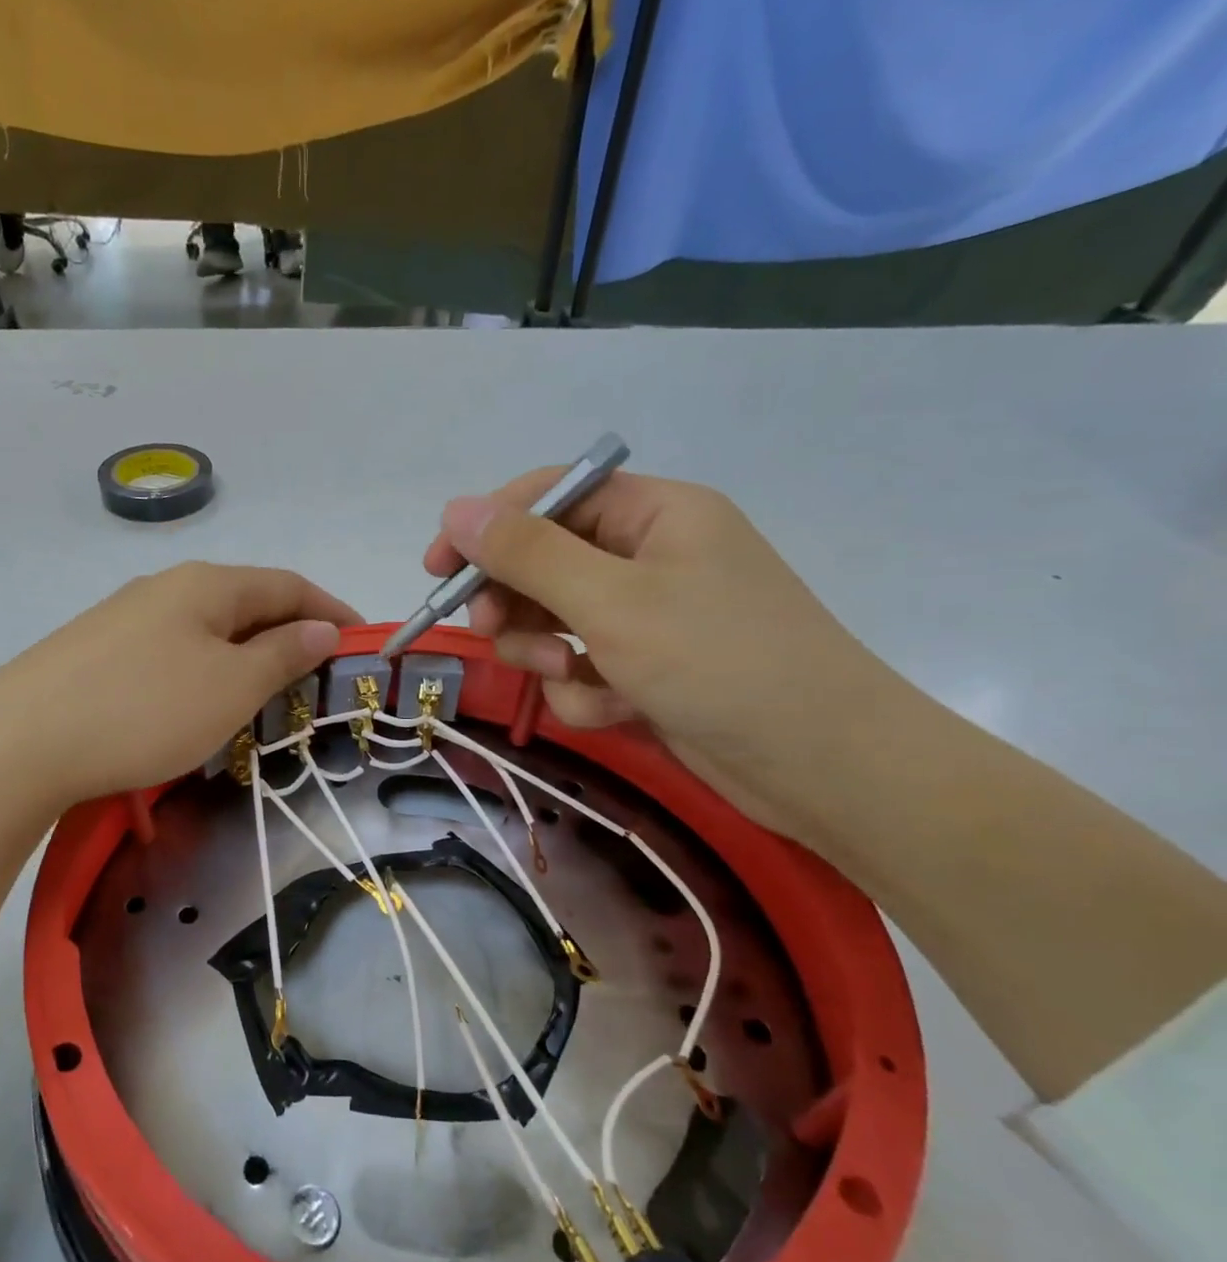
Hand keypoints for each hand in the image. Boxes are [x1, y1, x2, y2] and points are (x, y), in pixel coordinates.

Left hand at [0, 562, 358, 805]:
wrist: (20, 742)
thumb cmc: (144, 710)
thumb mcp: (229, 686)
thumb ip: (280, 654)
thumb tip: (320, 628)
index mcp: (206, 585)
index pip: (288, 584)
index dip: (331, 610)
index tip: (362, 643)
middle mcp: (165, 588)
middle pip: (246, 602)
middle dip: (290, 633)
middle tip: (319, 677)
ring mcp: (124, 618)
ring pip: (206, 629)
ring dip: (246, 654)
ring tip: (267, 695)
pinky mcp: (96, 652)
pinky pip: (171, 652)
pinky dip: (205, 671)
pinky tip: (199, 702)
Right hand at [425, 470, 902, 831]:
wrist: (823, 765)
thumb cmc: (720, 663)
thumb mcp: (612, 602)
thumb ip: (528, 554)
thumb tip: (454, 510)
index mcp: (654, 514)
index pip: (549, 496)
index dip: (487, 527)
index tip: (437, 570)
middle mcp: (649, 556)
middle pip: (544, 562)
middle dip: (517, 602)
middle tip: (496, 631)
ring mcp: (648, 616)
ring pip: (555, 622)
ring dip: (548, 653)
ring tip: (569, 676)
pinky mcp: (647, 669)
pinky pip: (582, 669)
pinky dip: (585, 691)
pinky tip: (616, 710)